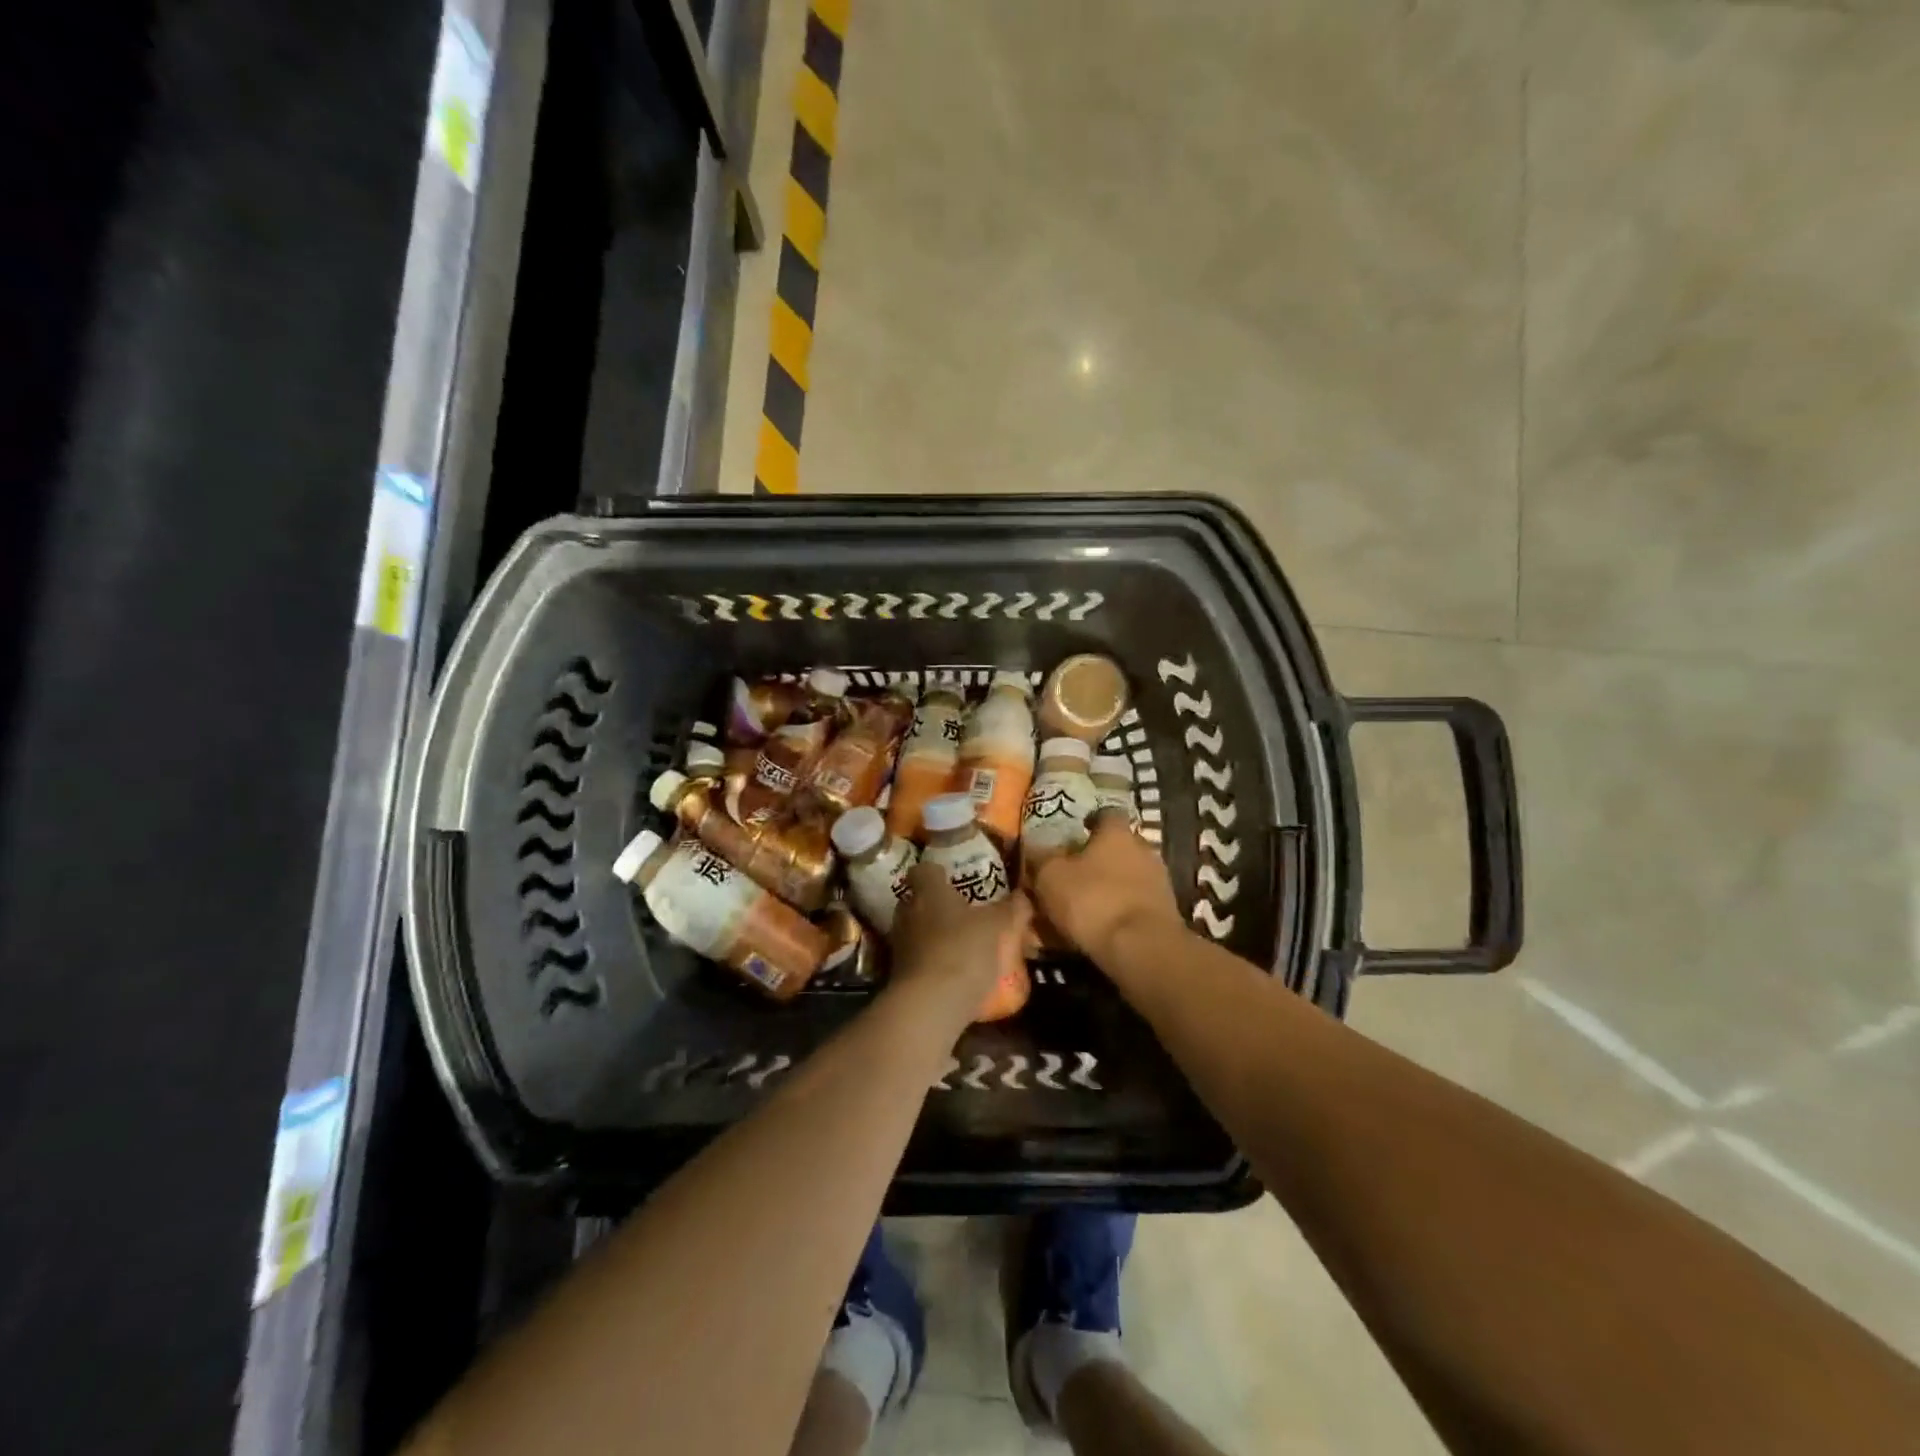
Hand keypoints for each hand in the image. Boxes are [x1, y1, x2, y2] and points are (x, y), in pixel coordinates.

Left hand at [887, 864, 1032, 1027]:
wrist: (930, 1005)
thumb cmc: (963, 950)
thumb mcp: (997, 926)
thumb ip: (1010, 909)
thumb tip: (1022, 896)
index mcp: (927, 891)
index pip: (922, 870)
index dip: (937, 873)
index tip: (953, 879)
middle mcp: (907, 912)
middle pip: (917, 901)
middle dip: (937, 906)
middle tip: (964, 914)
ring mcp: (899, 944)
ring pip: (917, 930)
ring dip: (935, 935)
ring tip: (963, 946)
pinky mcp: (898, 974)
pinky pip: (918, 959)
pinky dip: (933, 962)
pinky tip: (955, 973)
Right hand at [1030, 815, 1183, 963]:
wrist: (1142, 949)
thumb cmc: (1092, 900)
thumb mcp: (1050, 876)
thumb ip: (1041, 859)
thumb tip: (1035, 850)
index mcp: (1117, 833)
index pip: (1106, 815)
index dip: (1090, 822)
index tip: (1075, 833)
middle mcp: (1144, 850)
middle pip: (1119, 848)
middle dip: (1098, 860)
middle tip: (1074, 875)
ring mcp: (1159, 883)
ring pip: (1127, 879)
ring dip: (1109, 889)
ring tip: (1083, 909)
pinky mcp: (1166, 915)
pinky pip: (1135, 906)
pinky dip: (1119, 914)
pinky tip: (1100, 930)